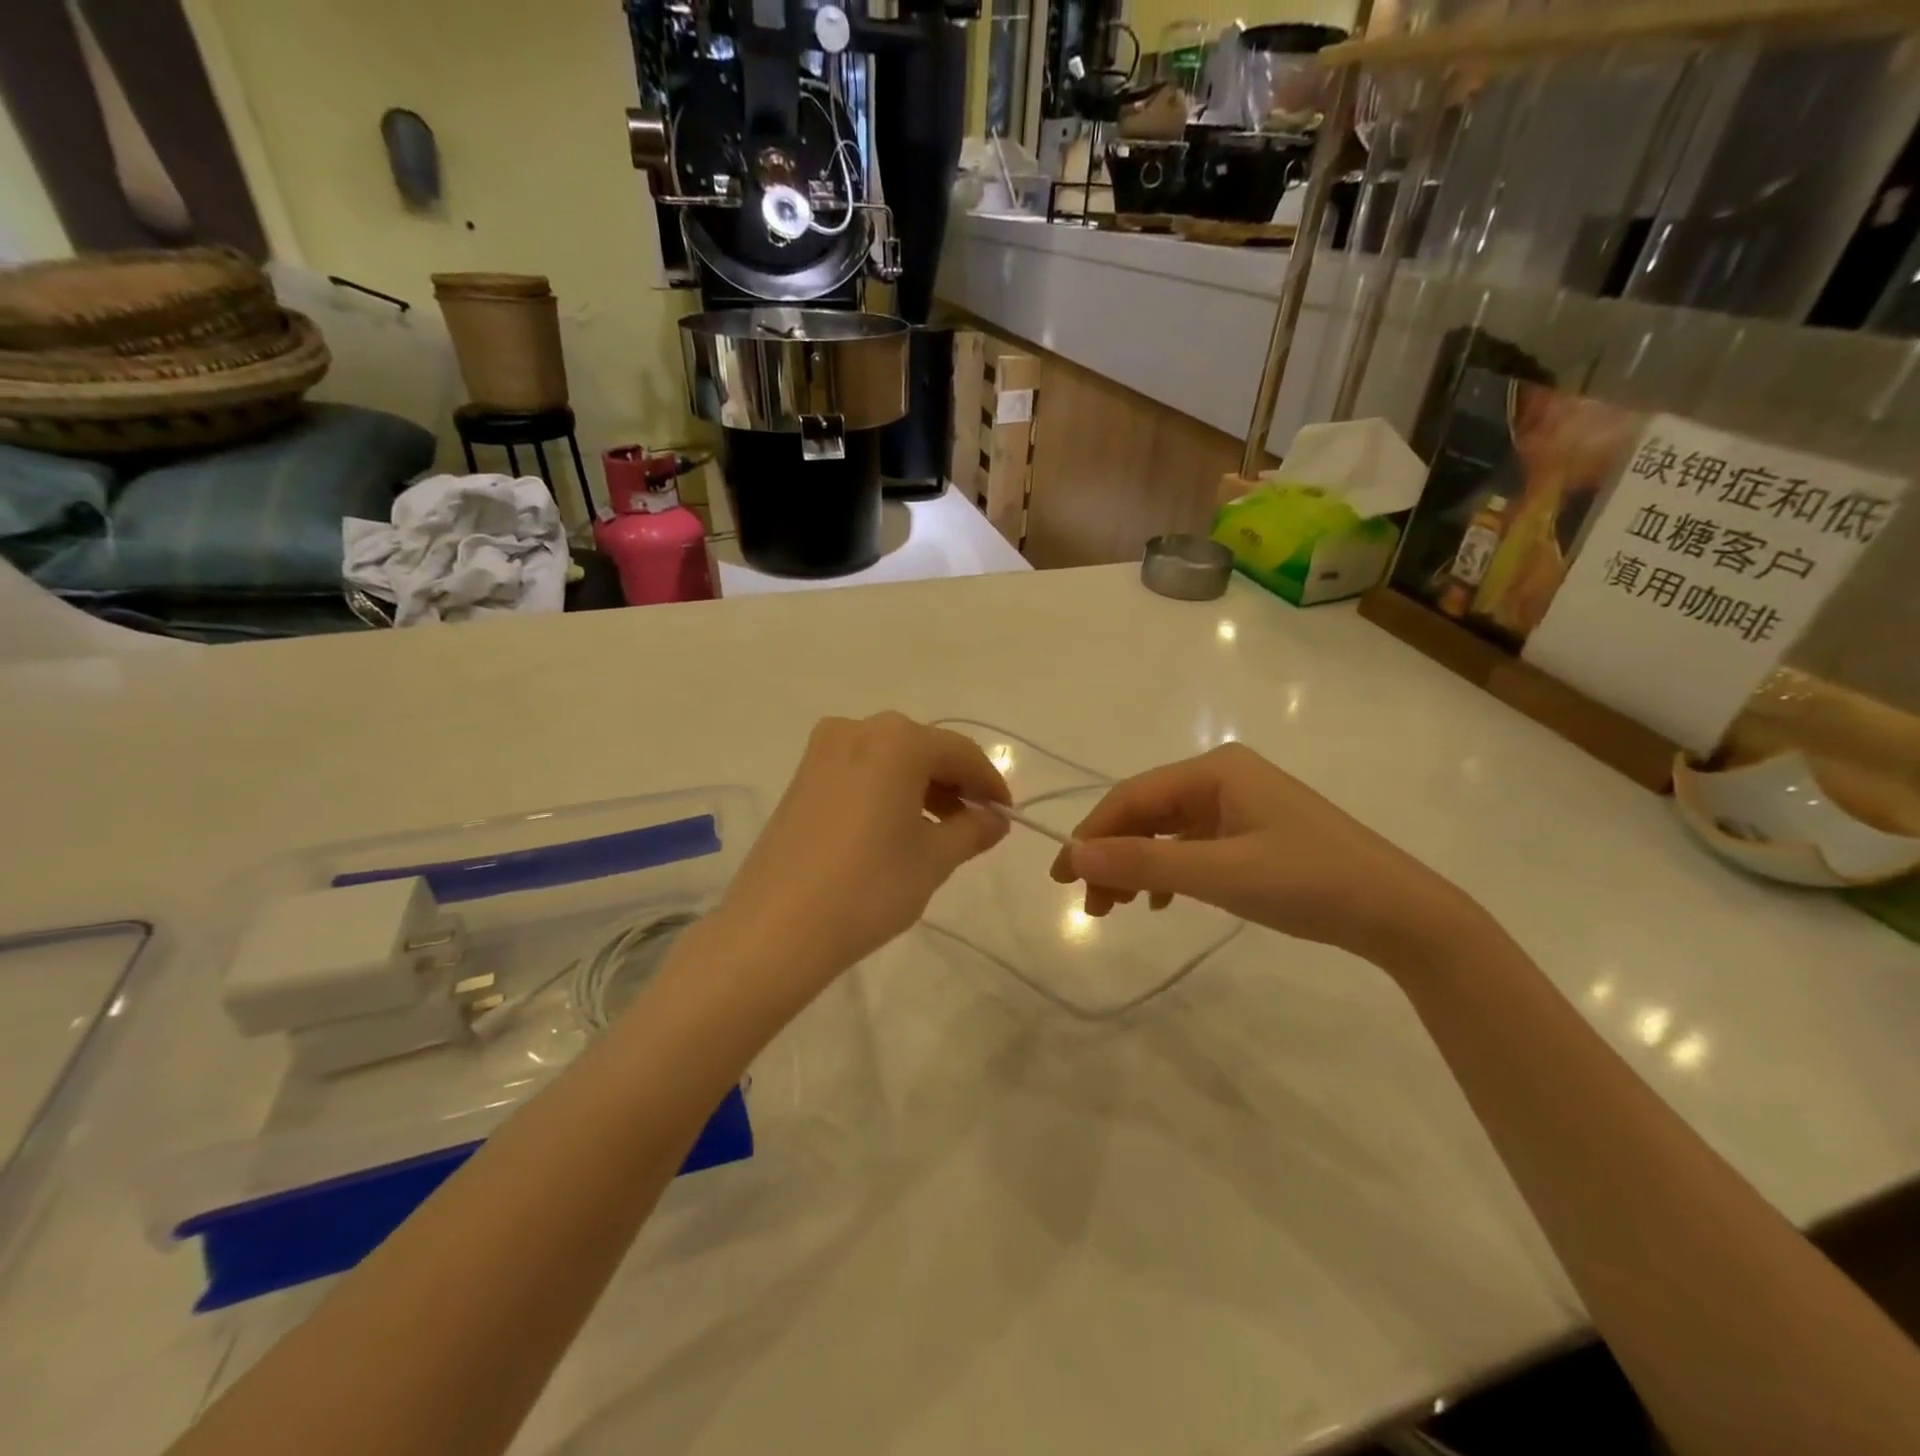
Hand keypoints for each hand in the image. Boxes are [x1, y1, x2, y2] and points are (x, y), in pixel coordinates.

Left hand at [710, 713, 1009, 996]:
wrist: (777, 927)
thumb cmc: (870, 887)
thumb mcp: (934, 859)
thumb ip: (973, 830)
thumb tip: (994, 818)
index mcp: (898, 740)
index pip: (961, 753)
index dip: (989, 783)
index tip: (1006, 813)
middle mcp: (858, 730)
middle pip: (923, 749)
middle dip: (953, 783)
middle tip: (974, 823)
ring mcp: (823, 751)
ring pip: (890, 759)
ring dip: (920, 786)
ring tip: (937, 830)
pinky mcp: (802, 777)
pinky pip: (860, 771)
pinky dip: (886, 790)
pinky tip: (895, 827)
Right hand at [1050, 743, 1479, 972]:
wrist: (1400, 914)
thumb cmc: (1308, 881)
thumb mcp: (1219, 873)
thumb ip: (1144, 861)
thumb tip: (1073, 853)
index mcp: (1214, 770)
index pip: (1133, 796)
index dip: (1092, 834)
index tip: (1063, 877)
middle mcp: (1222, 778)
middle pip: (1147, 812)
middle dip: (1113, 855)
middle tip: (1091, 905)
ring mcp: (1239, 805)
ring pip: (1166, 831)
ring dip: (1137, 865)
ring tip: (1117, 908)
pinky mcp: (1252, 833)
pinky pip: (1192, 845)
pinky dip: (1168, 871)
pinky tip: (1161, 900)